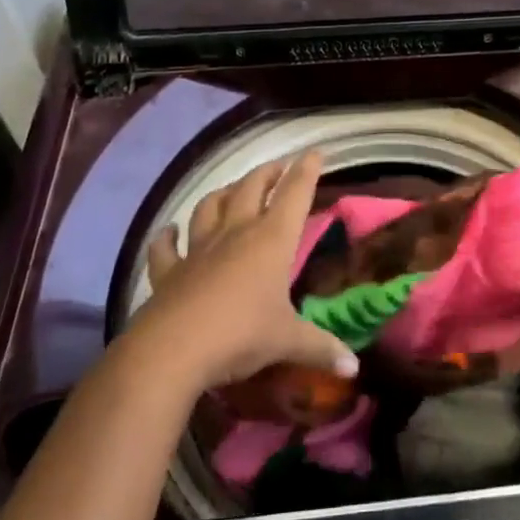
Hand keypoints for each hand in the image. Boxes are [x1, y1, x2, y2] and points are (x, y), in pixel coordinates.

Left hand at [137, 152, 358, 388]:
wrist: (172, 351)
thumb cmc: (240, 335)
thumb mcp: (287, 341)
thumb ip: (321, 348)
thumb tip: (354, 367)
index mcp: (272, 239)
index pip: (295, 193)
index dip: (306, 170)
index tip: (315, 152)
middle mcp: (237, 232)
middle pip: (252, 187)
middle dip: (267, 173)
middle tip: (278, 168)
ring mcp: (199, 248)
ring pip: (210, 206)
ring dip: (223, 193)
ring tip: (232, 190)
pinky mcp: (169, 271)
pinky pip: (165, 247)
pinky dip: (167, 237)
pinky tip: (169, 231)